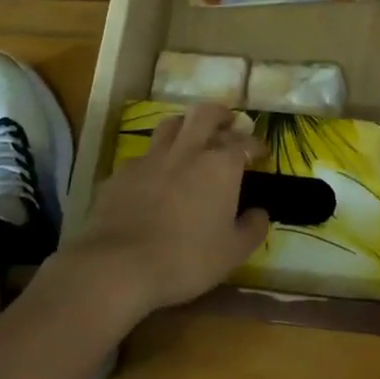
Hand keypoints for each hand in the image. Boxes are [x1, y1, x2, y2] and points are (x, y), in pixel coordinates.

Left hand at [66, 104, 270, 319]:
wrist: (119, 265)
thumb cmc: (186, 259)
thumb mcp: (233, 252)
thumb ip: (252, 229)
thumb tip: (260, 213)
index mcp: (220, 165)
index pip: (244, 142)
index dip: (255, 145)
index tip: (260, 153)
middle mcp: (187, 151)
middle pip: (204, 114)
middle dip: (220, 114)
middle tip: (227, 123)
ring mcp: (151, 158)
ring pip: (170, 124)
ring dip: (185, 126)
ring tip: (190, 138)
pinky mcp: (122, 172)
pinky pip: (143, 156)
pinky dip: (155, 159)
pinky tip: (154, 176)